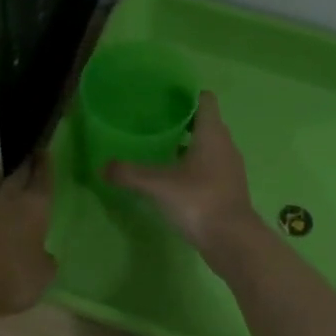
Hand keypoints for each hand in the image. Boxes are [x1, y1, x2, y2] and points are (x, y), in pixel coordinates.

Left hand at [0, 156, 56, 317]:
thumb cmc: (14, 275)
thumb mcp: (43, 273)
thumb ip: (46, 260)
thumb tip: (44, 255)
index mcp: (34, 205)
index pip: (42, 177)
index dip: (45, 164)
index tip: (44, 149)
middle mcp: (9, 201)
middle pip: (18, 177)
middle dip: (26, 168)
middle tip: (33, 160)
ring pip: (1, 193)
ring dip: (10, 189)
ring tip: (18, 189)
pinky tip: (0, 218)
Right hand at [106, 92, 261, 258]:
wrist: (232, 240)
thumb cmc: (198, 201)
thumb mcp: (158, 186)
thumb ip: (129, 174)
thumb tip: (103, 167)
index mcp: (212, 134)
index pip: (205, 100)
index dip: (187, 95)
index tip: (165, 97)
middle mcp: (225, 146)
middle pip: (205, 123)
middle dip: (182, 121)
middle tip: (154, 123)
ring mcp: (229, 169)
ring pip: (208, 147)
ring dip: (188, 146)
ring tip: (160, 150)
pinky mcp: (228, 189)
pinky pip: (210, 168)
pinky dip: (194, 167)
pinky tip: (174, 179)